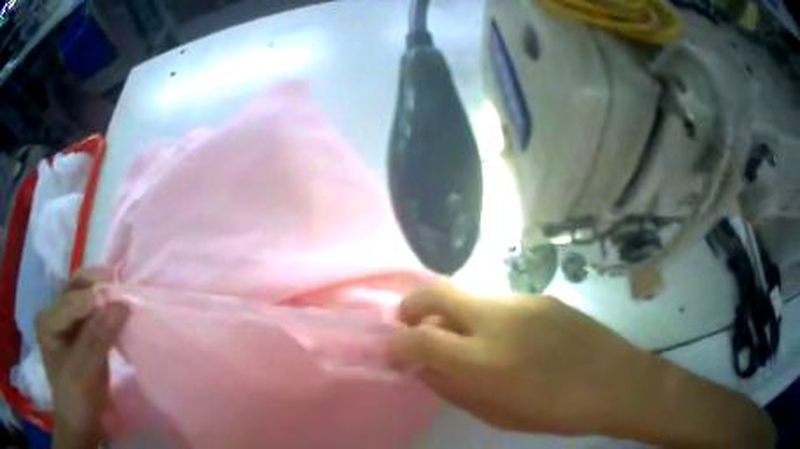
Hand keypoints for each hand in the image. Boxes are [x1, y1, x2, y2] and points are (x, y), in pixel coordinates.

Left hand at [36, 268, 129, 448]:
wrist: (81, 426)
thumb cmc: (77, 401)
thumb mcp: (85, 372)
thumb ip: (99, 337)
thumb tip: (122, 304)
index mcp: (47, 321)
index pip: (70, 302)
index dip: (95, 299)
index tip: (122, 300)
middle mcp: (53, 316)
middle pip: (73, 292)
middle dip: (94, 285)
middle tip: (117, 278)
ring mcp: (64, 326)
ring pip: (82, 301)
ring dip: (100, 297)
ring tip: (119, 293)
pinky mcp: (77, 337)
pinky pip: (90, 318)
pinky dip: (104, 314)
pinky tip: (115, 314)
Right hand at [391, 283, 774, 446]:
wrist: (617, 383)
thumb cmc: (556, 412)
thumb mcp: (497, 414)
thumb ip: (454, 388)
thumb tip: (424, 367)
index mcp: (484, 361)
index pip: (418, 339)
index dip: (397, 345)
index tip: (395, 352)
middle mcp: (497, 320)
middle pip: (434, 294)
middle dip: (411, 308)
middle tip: (409, 327)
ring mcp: (522, 301)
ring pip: (469, 298)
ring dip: (454, 316)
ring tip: (467, 343)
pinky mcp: (542, 297)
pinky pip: (499, 304)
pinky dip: (486, 319)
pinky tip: (509, 340)